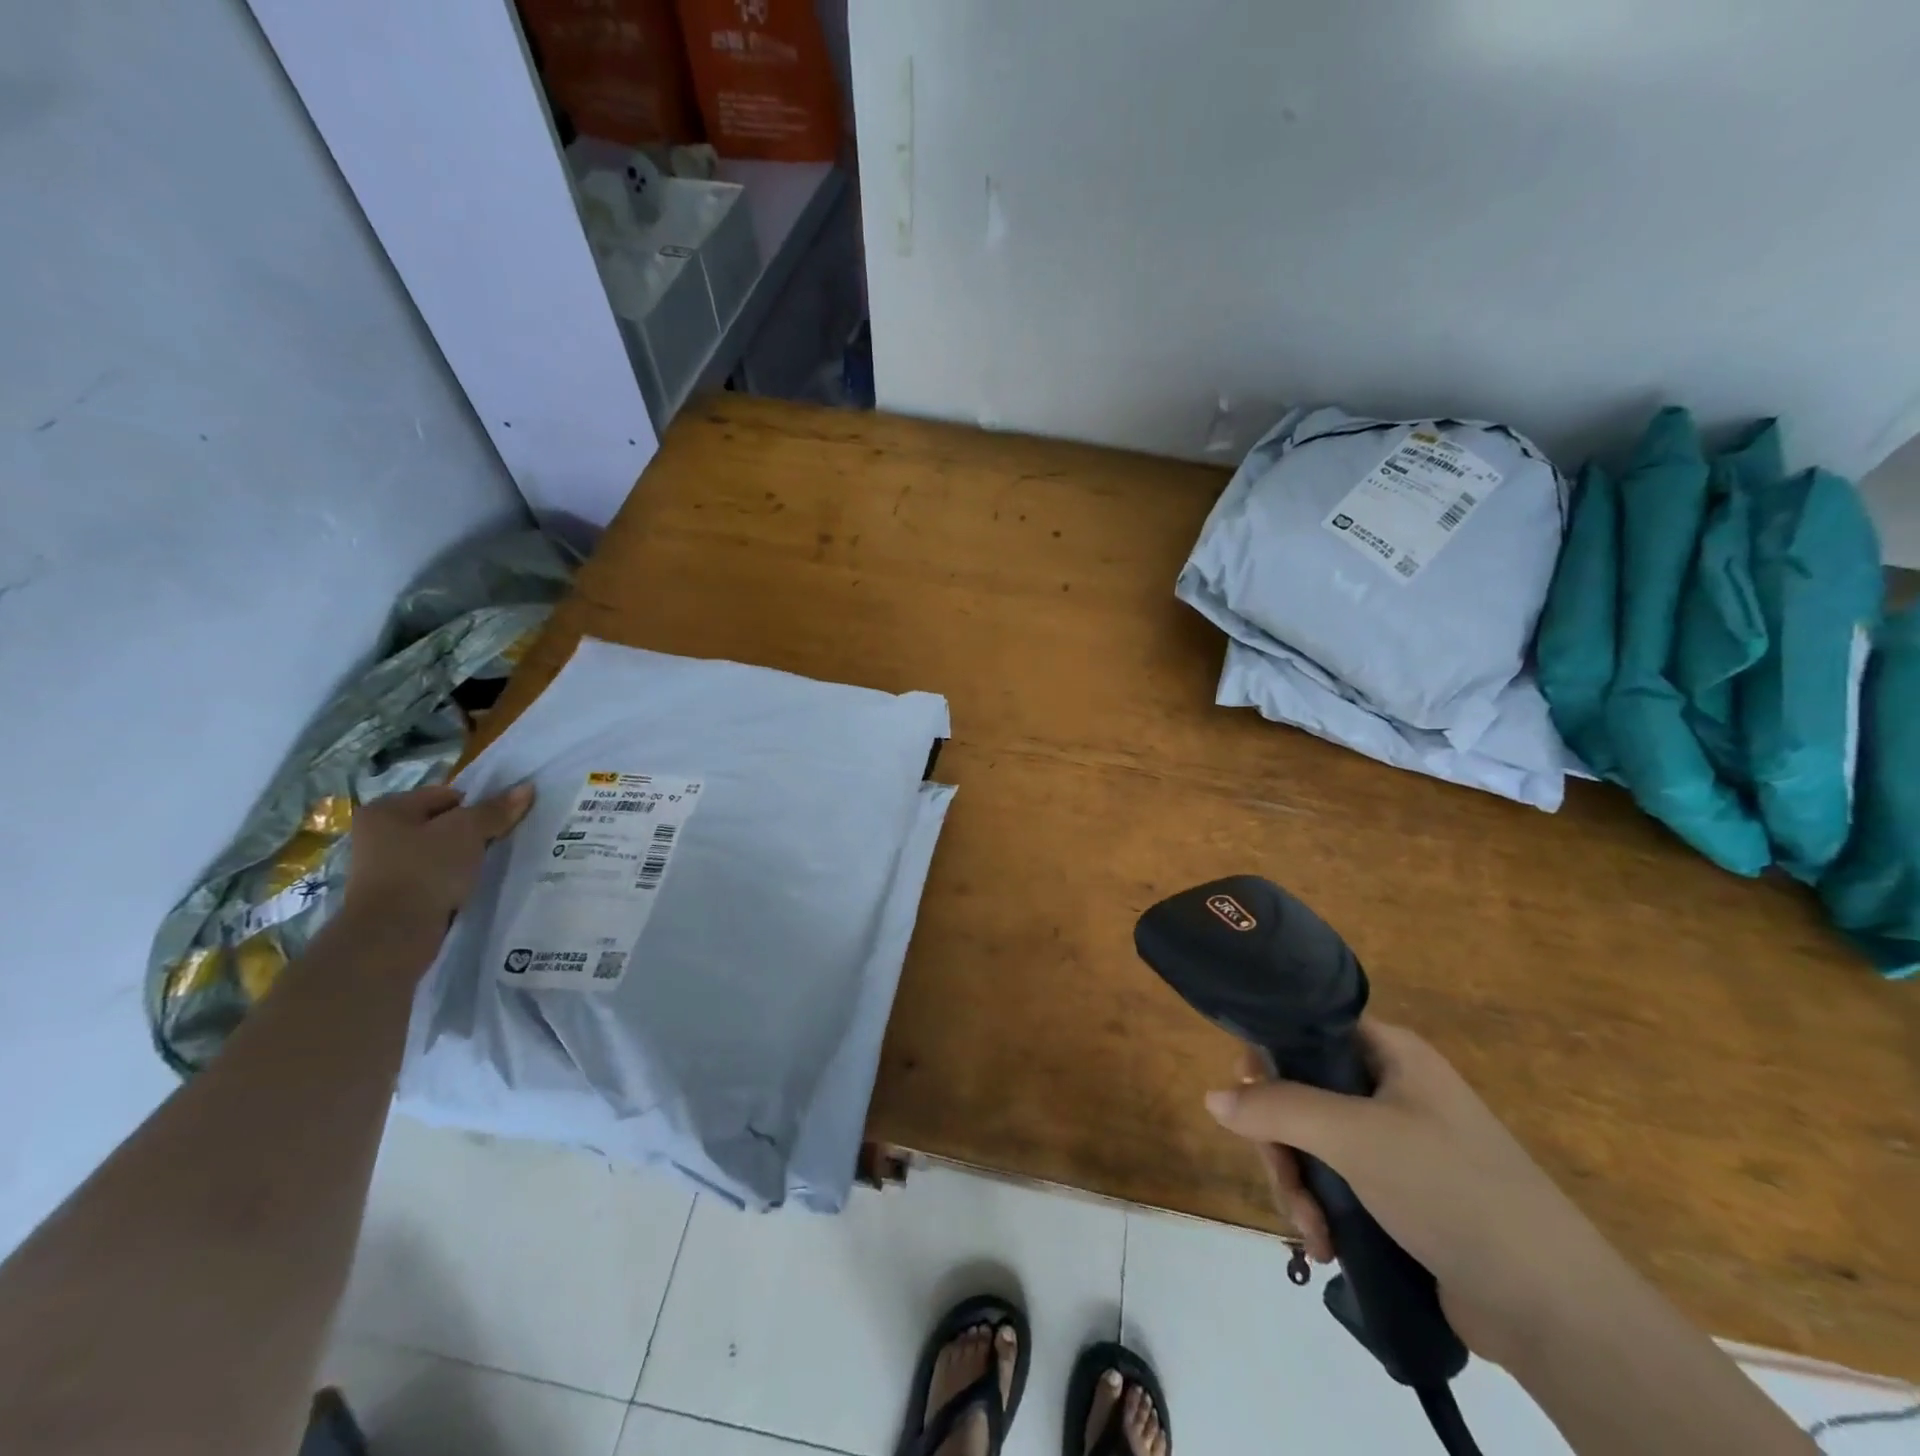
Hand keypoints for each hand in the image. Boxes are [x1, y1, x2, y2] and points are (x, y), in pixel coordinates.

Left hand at [342, 783, 534, 940]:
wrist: (392, 935)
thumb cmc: (425, 870)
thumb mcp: (468, 831)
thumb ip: (496, 810)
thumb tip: (526, 788)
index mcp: (388, 809)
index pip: (448, 795)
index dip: (479, 806)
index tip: (502, 823)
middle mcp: (380, 833)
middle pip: (444, 823)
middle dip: (475, 832)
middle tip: (503, 842)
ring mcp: (386, 866)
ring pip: (443, 851)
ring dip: (468, 857)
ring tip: (490, 865)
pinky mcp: (398, 894)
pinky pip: (437, 876)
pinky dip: (456, 879)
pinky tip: (473, 885)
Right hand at [1204, 1019, 1625, 1366]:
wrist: (1554, 1308)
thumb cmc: (1450, 1189)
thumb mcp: (1354, 1136)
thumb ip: (1277, 1108)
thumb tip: (1212, 1097)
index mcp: (1390, 1053)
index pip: (1307, 1031)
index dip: (1269, 1058)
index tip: (1247, 1099)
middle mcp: (1390, 1088)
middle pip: (1302, 1094)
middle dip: (1282, 1144)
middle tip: (1285, 1185)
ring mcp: (1396, 1144)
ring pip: (1314, 1144)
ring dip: (1299, 1186)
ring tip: (1311, 1233)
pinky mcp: (1401, 1195)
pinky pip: (1337, 1184)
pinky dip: (1321, 1211)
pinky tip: (1324, 1246)